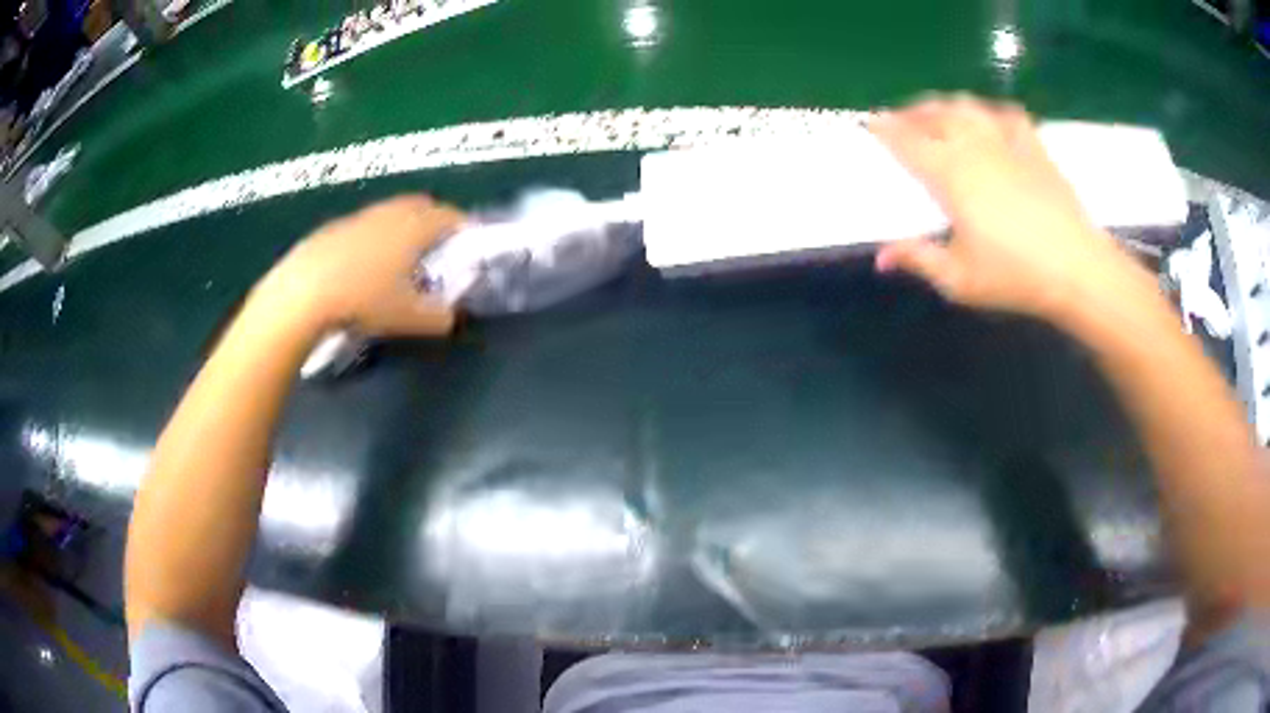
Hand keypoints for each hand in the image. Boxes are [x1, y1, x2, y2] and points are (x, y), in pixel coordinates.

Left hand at [259, 195, 463, 336]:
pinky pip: (364, 227)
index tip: (467, 247)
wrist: (304, 291)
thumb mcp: (409, 318)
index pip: (450, 216)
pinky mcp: (334, 228)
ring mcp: (359, 217)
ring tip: (397, 260)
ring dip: (400, 229)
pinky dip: (372, 240)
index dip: (463, 228)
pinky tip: (361, 268)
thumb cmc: (364, 299)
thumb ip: (438, 317)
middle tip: (434, 250)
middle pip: (421, 205)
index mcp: (415, 226)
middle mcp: (390, 212)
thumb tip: (450, 317)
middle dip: (432, 222)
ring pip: (390, 214)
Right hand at [869, 94, 1134, 320]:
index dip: (884, 128)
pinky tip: (989, 118)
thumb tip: (881, 258)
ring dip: (944, 105)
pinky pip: (1007, 114)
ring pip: (966, 106)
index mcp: (950, 174)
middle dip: (910, 112)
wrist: (1077, 268)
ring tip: (937, 114)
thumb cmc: (1015, 275)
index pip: (907, 140)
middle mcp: (974, 146)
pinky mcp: (1033, 146)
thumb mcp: (960, 279)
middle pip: (933, 113)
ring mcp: (1006, 141)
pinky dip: (991, 111)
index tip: (869, 121)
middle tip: (899, 120)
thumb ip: (919, 261)